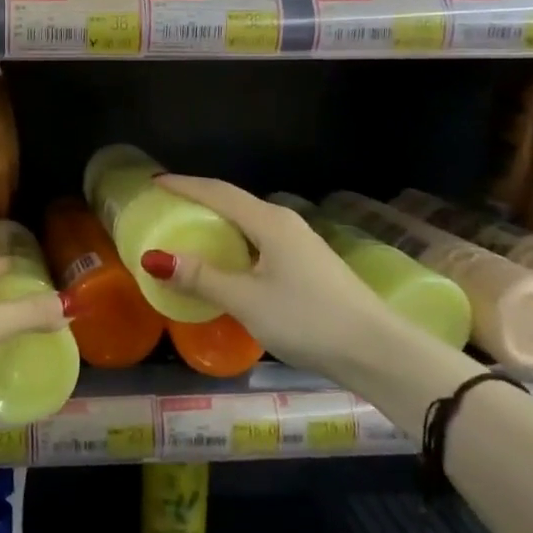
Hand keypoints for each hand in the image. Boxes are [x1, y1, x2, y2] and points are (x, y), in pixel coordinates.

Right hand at [144, 175, 386, 379]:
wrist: (377, 351)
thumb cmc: (307, 319)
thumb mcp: (246, 300)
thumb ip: (201, 278)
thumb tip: (155, 258)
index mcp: (268, 221)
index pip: (218, 192)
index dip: (184, 185)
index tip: (155, 182)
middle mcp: (284, 223)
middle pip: (233, 202)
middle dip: (198, 201)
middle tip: (166, 208)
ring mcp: (300, 244)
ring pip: (249, 223)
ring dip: (218, 224)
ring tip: (189, 232)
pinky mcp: (308, 265)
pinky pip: (260, 242)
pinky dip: (234, 244)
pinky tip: (227, 264)